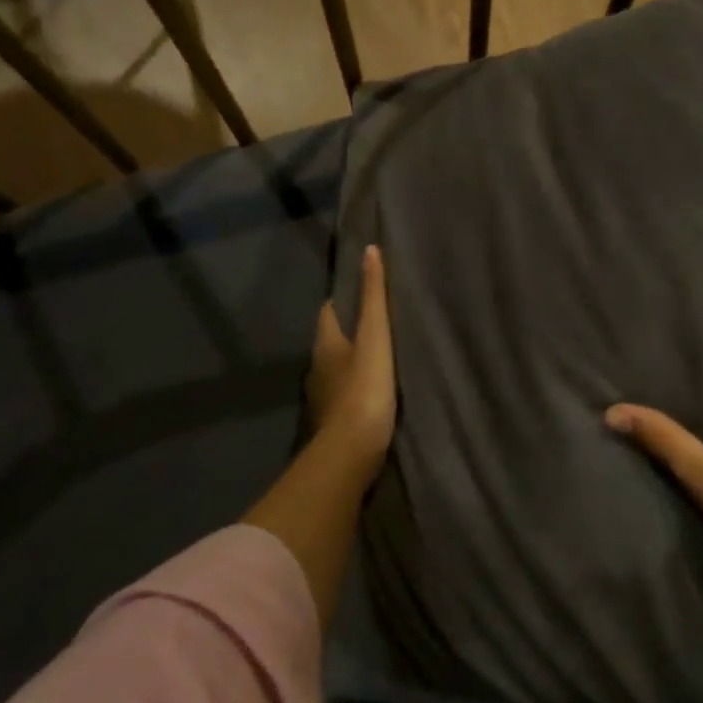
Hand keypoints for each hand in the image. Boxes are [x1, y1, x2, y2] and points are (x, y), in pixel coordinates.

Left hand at [306, 245, 396, 466]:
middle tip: (379, 321)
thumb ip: (374, 297)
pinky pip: (347, 393)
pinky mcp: (336, 420)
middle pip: (332, 340)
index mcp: (325, 344)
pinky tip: (378, 389)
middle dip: (350, 330)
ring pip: (339, 368)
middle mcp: (319, 368)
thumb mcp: (375, 336)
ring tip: (383, 353)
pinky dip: (359, 386)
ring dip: (354, 360)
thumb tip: (370, 251)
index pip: (328, 312)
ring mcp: (325, 397)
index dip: (342, 300)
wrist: (352, 451)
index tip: (363, 292)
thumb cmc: (364, 387)